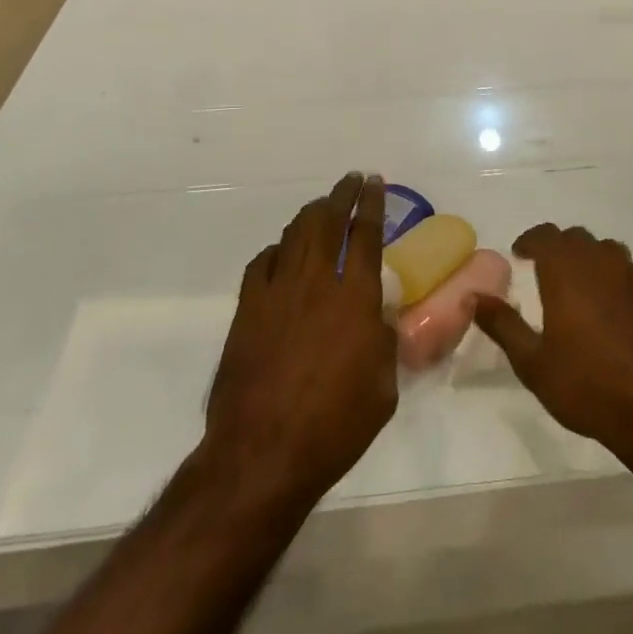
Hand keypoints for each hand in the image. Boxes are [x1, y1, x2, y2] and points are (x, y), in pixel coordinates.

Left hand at [204, 174, 397, 507]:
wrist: (262, 453)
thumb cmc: (334, 425)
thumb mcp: (383, 388)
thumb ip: (385, 341)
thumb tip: (382, 318)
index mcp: (354, 297)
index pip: (365, 234)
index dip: (372, 203)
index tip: (375, 182)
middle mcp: (316, 282)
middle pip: (328, 220)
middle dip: (342, 194)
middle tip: (351, 180)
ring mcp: (277, 292)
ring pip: (295, 233)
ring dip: (312, 213)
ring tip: (322, 206)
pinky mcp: (248, 309)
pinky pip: (262, 263)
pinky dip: (277, 250)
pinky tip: (282, 254)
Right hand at [472, 225, 632, 465]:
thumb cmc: (588, 386)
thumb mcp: (533, 363)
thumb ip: (503, 325)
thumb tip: (474, 296)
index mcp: (566, 269)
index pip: (544, 235)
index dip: (529, 240)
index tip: (519, 254)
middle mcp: (600, 260)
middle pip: (576, 238)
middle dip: (558, 248)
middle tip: (545, 271)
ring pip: (606, 250)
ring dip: (589, 259)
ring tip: (580, 286)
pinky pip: (631, 272)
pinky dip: (617, 279)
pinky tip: (615, 308)